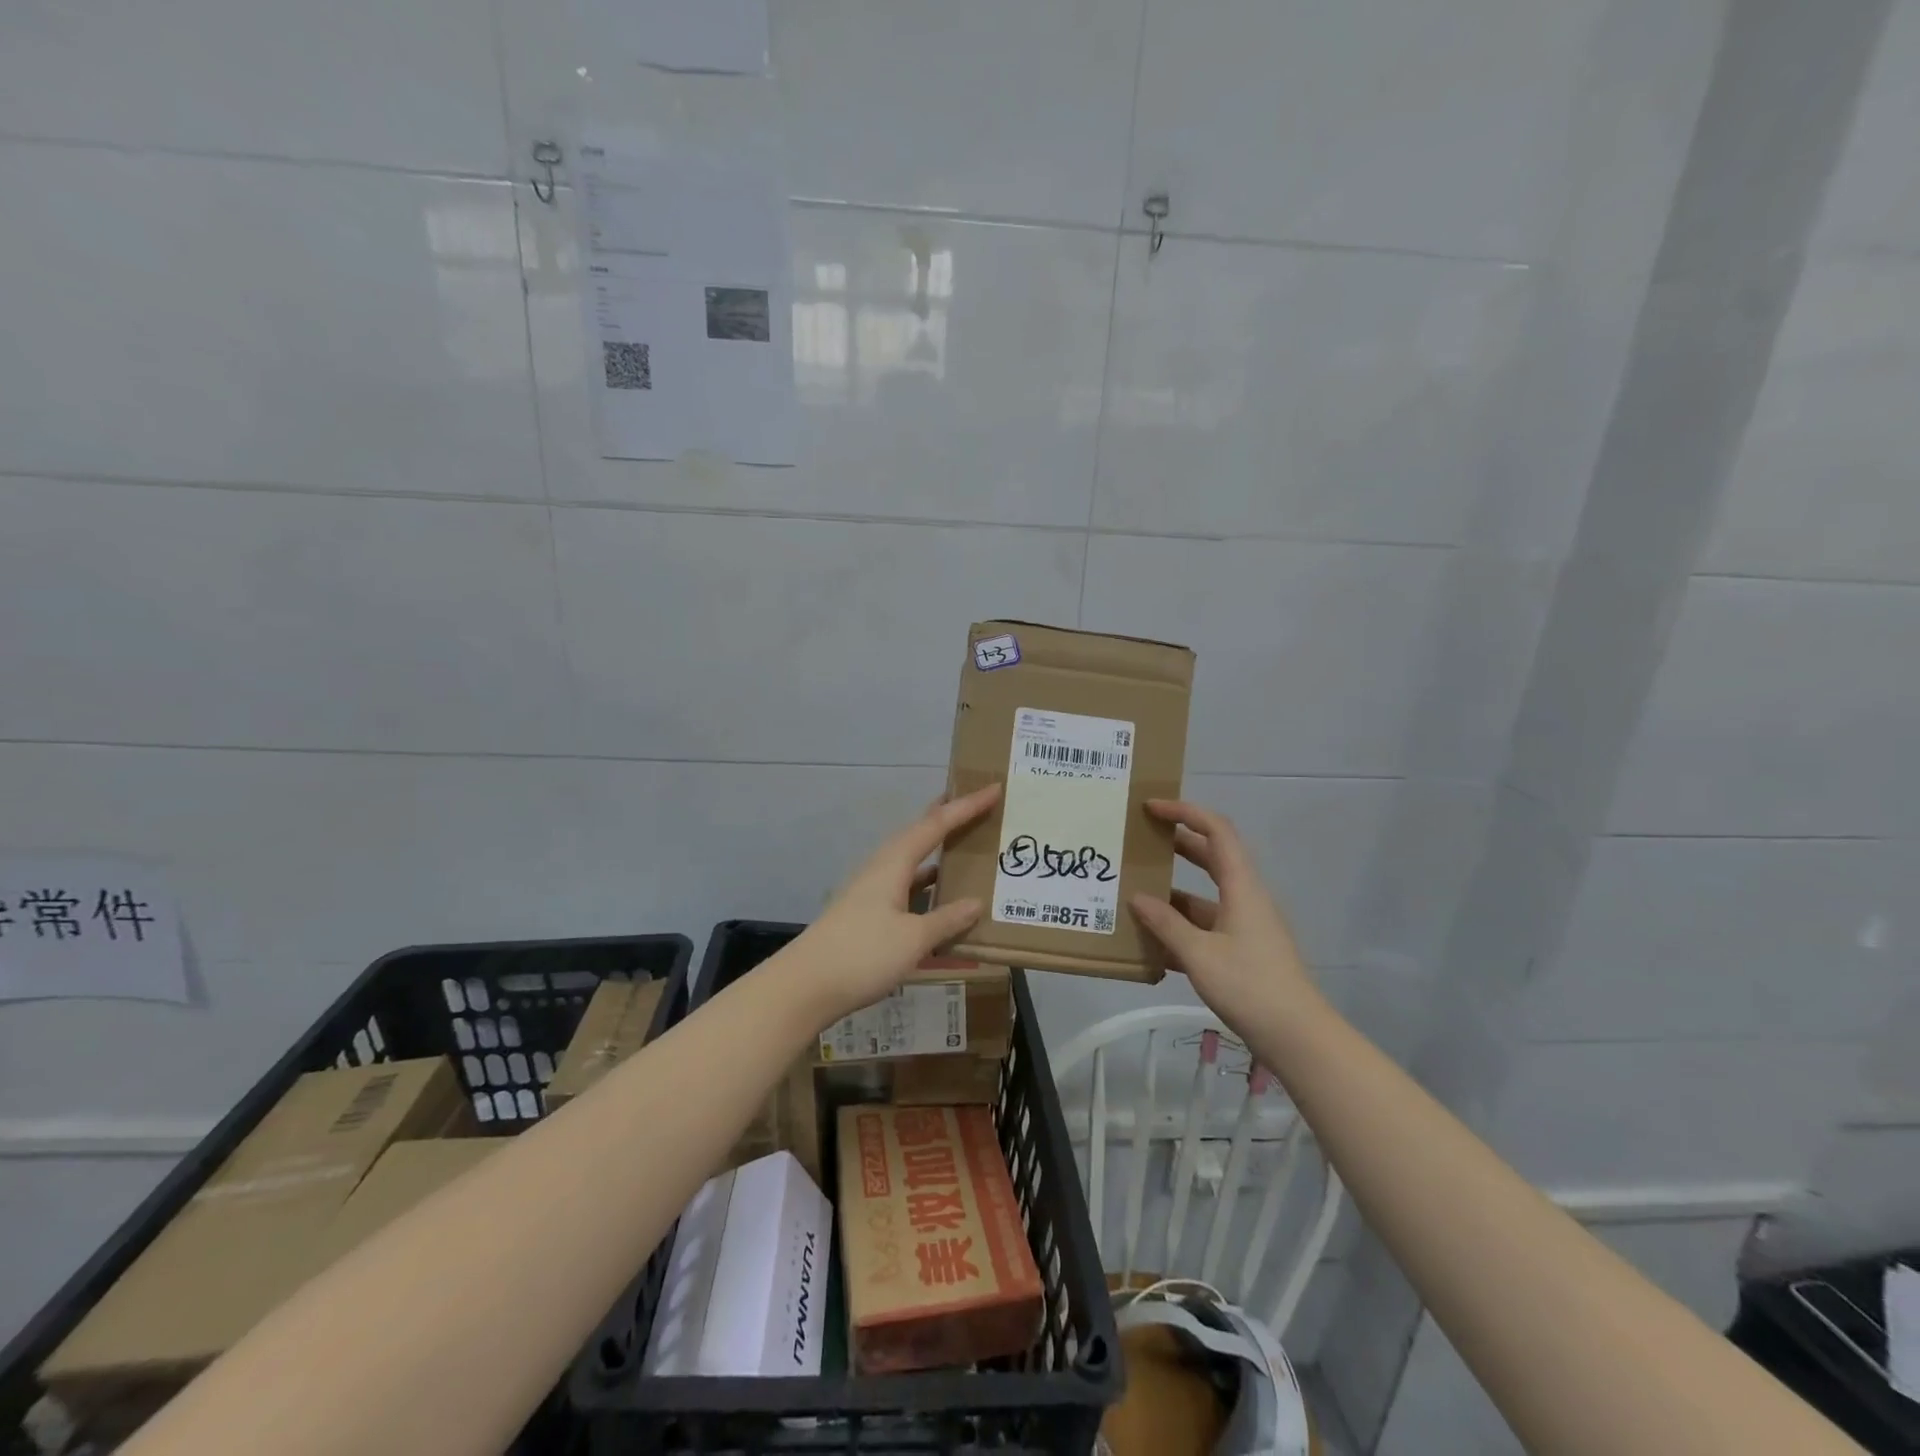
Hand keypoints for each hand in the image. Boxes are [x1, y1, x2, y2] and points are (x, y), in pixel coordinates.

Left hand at [784, 784, 1002, 1023]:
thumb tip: (976, 903)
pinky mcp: (867, 913)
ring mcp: (871, 891)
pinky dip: (927, 884)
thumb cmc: (862, 954)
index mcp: (893, 863)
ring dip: (937, 851)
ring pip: (911, 860)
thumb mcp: (913, 939)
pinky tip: (940, 896)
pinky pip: (905, 886)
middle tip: (976, 803)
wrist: (805, 986)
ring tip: (965, 845)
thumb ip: (947, 919)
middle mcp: (882, 868)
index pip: (936, 825)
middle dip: (947, 818)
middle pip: (919, 833)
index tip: (993, 788)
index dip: (966, 807)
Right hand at [1128, 800, 1320, 1034]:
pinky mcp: (1243, 951)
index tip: (1152, 808)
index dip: (1185, 812)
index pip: (1217, 831)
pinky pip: (1207, 926)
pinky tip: (1152, 941)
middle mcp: (1246, 898)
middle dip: (1177, 844)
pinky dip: (1181, 926)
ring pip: (1206, 895)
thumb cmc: (1250, 986)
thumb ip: (1166, 924)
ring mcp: (1246, 926)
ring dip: (1174, 891)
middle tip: (1141, 840)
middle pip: (1212, 857)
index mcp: (1242, 887)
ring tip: (1135, 892)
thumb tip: (1137, 898)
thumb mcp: (1199, 954)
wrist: (1298, 1037)